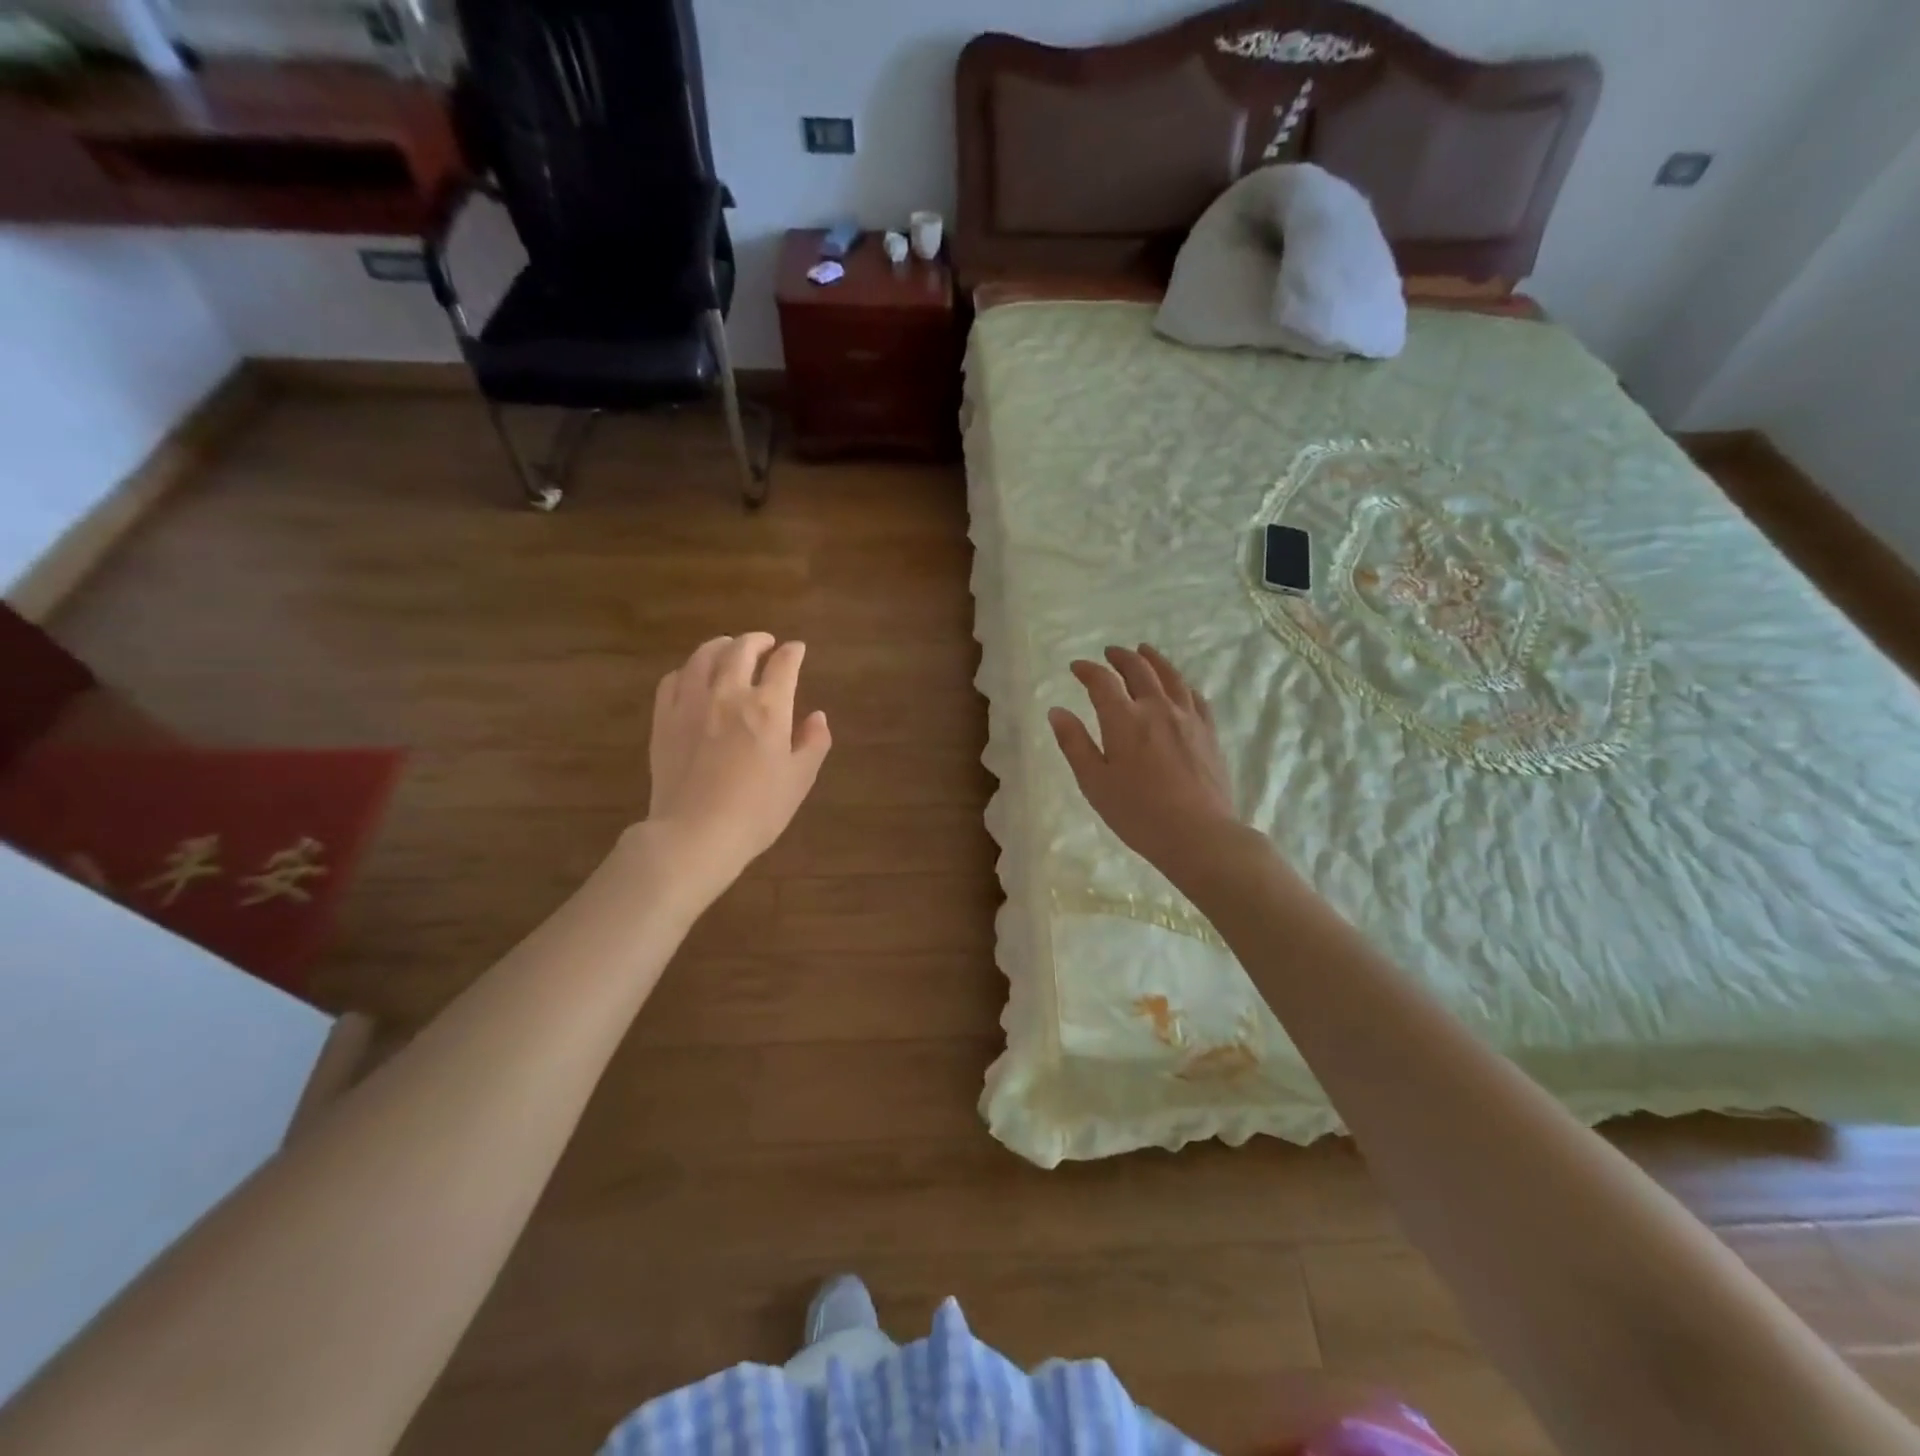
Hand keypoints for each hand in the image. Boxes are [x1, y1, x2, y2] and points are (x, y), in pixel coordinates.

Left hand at [643, 633, 830, 900]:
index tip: (797, 650)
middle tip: (765, 643)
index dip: (793, 652)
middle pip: (741, 650)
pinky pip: (673, 680)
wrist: (695, 834)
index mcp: (768, 707)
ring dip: (720, 646)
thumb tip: (818, 717)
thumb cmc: (757, 811)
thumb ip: (813, 743)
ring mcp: (691, 703)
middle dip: (757, 640)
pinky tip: (692, 677)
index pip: (784, 664)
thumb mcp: (799, 780)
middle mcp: (728, 694)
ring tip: (728, 648)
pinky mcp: (664, 719)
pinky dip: (688, 670)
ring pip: (703, 657)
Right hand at [1049, 645, 1240, 882]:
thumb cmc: (1137, 813)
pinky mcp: (1208, 732)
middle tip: (1110, 653)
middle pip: (1139, 669)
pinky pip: (1195, 696)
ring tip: (1144, 651)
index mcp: (1124, 720)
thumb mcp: (1094, 782)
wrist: (1198, 834)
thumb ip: (1075, 744)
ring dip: (1154, 660)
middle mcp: (1157, 708)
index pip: (1102, 682)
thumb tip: (1057, 711)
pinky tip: (1179, 687)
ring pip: (1170, 676)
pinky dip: (1181, 684)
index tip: (1076, 667)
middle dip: (1120, 657)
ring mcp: (1187, 718)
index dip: (1087, 670)